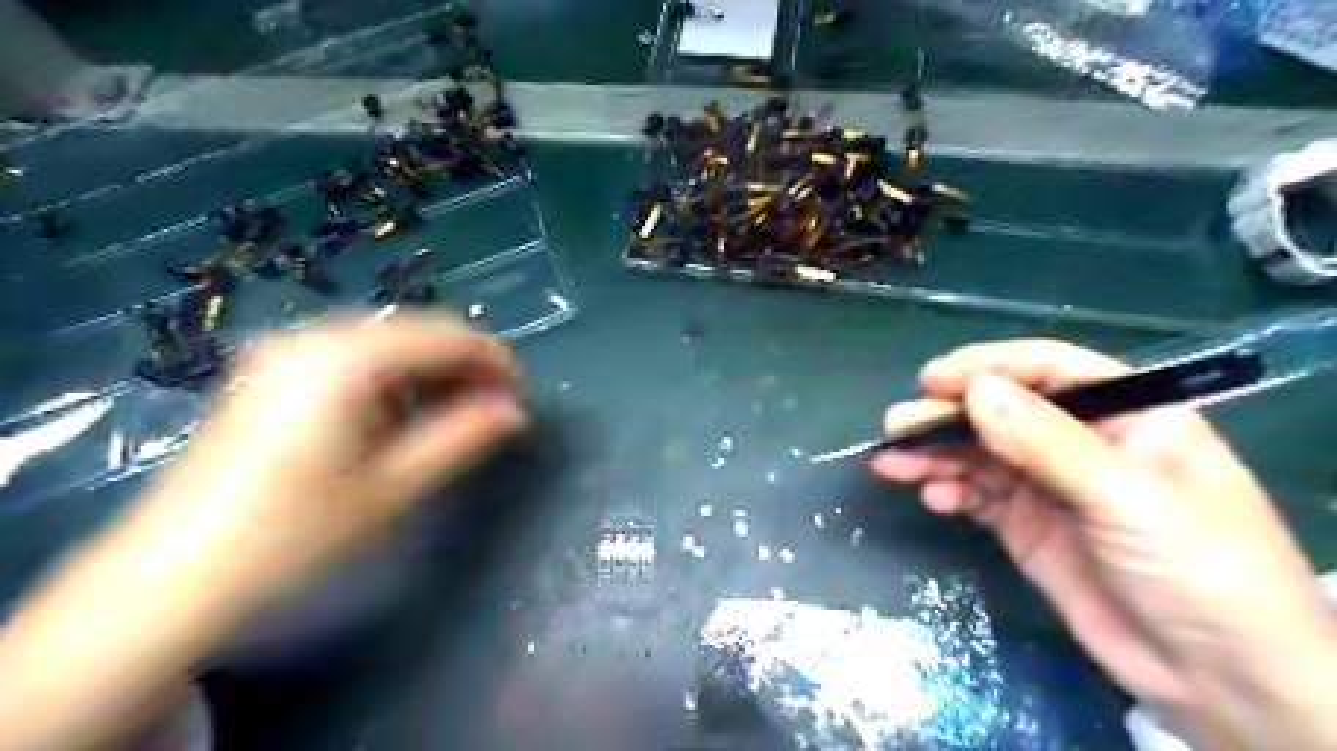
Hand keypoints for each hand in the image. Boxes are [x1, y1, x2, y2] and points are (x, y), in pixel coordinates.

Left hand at [124, 315, 521, 605]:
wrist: (170, 577)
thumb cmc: (291, 533)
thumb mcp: (391, 486)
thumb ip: (461, 438)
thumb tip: (516, 413)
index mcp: (345, 358)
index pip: (443, 335)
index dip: (493, 360)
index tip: (520, 397)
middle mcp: (314, 337)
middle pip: (415, 330)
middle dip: (464, 364)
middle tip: (494, 409)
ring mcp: (287, 352)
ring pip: (387, 342)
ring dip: (431, 371)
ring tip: (457, 416)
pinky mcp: (273, 373)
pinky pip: (355, 357)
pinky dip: (395, 378)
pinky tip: (404, 416)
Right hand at [875, 340, 1329, 745]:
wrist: (1221, 682)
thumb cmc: (1200, 571)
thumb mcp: (1128, 498)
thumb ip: (1048, 443)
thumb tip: (975, 391)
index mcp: (1127, 415)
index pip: (1049, 371)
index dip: (988, 368)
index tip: (932, 381)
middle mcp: (1082, 442)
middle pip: (1002, 413)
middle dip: (947, 417)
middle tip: (896, 427)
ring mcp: (1050, 486)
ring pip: (981, 455)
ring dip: (936, 456)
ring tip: (892, 464)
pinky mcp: (1027, 526)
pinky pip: (979, 496)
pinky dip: (952, 493)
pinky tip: (933, 499)